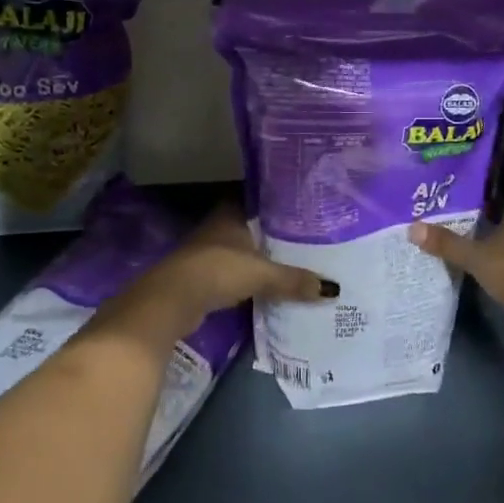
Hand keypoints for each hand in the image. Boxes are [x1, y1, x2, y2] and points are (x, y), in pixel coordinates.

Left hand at [112, 206, 327, 342]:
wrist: (171, 301)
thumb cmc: (217, 271)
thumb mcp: (261, 274)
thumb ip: (293, 279)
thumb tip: (332, 289)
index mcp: (230, 215)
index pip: (255, 201)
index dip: (274, 204)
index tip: (298, 210)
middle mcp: (217, 229)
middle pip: (248, 228)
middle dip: (270, 235)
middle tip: (302, 240)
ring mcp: (206, 254)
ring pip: (240, 252)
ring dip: (257, 259)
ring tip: (290, 264)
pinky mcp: (201, 278)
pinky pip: (232, 274)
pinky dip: (246, 280)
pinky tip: (264, 287)